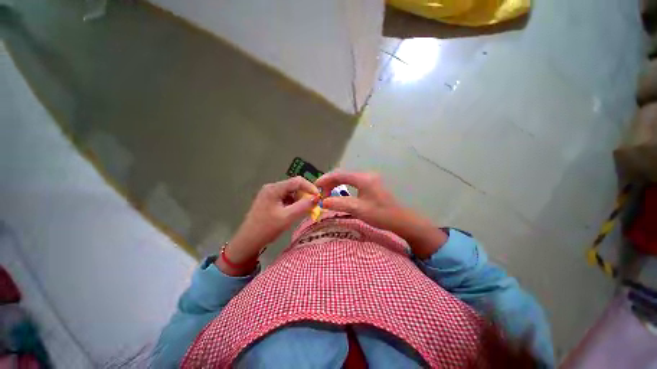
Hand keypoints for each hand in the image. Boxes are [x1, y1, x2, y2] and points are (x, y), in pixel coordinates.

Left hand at [217, 176, 318, 274]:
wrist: (247, 241)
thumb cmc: (267, 229)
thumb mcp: (287, 217)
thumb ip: (303, 206)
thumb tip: (316, 198)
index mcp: (274, 188)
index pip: (297, 181)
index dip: (310, 187)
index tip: (318, 197)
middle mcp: (272, 187)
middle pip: (293, 186)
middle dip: (304, 194)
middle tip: (312, 205)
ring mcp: (269, 193)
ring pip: (290, 192)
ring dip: (299, 199)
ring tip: (304, 210)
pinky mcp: (269, 200)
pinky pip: (285, 197)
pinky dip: (292, 203)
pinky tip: (294, 211)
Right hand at [315, 171, 446, 258]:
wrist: (401, 220)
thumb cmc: (381, 215)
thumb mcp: (358, 209)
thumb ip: (339, 204)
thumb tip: (323, 202)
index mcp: (363, 178)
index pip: (340, 174)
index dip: (326, 179)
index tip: (315, 186)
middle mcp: (366, 175)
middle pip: (343, 175)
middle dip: (330, 182)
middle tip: (320, 193)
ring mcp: (369, 179)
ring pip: (347, 178)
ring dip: (336, 184)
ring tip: (327, 194)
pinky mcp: (371, 185)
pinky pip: (352, 182)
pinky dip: (343, 187)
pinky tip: (339, 193)